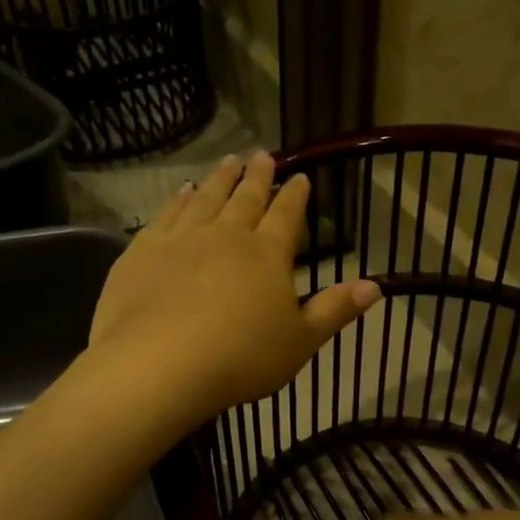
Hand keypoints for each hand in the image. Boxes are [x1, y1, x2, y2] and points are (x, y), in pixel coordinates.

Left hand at [88, 152, 381, 420]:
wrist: (159, 364)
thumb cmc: (241, 358)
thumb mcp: (300, 342)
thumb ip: (335, 310)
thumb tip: (376, 285)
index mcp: (267, 255)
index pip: (286, 216)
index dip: (295, 196)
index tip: (300, 176)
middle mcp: (226, 236)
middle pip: (245, 199)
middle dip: (257, 177)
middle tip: (263, 154)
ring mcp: (182, 239)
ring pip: (205, 199)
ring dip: (219, 179)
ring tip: (227, 161)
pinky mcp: (143, 251)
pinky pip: (166, 215)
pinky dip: (177, 200)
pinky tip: (181, 192)